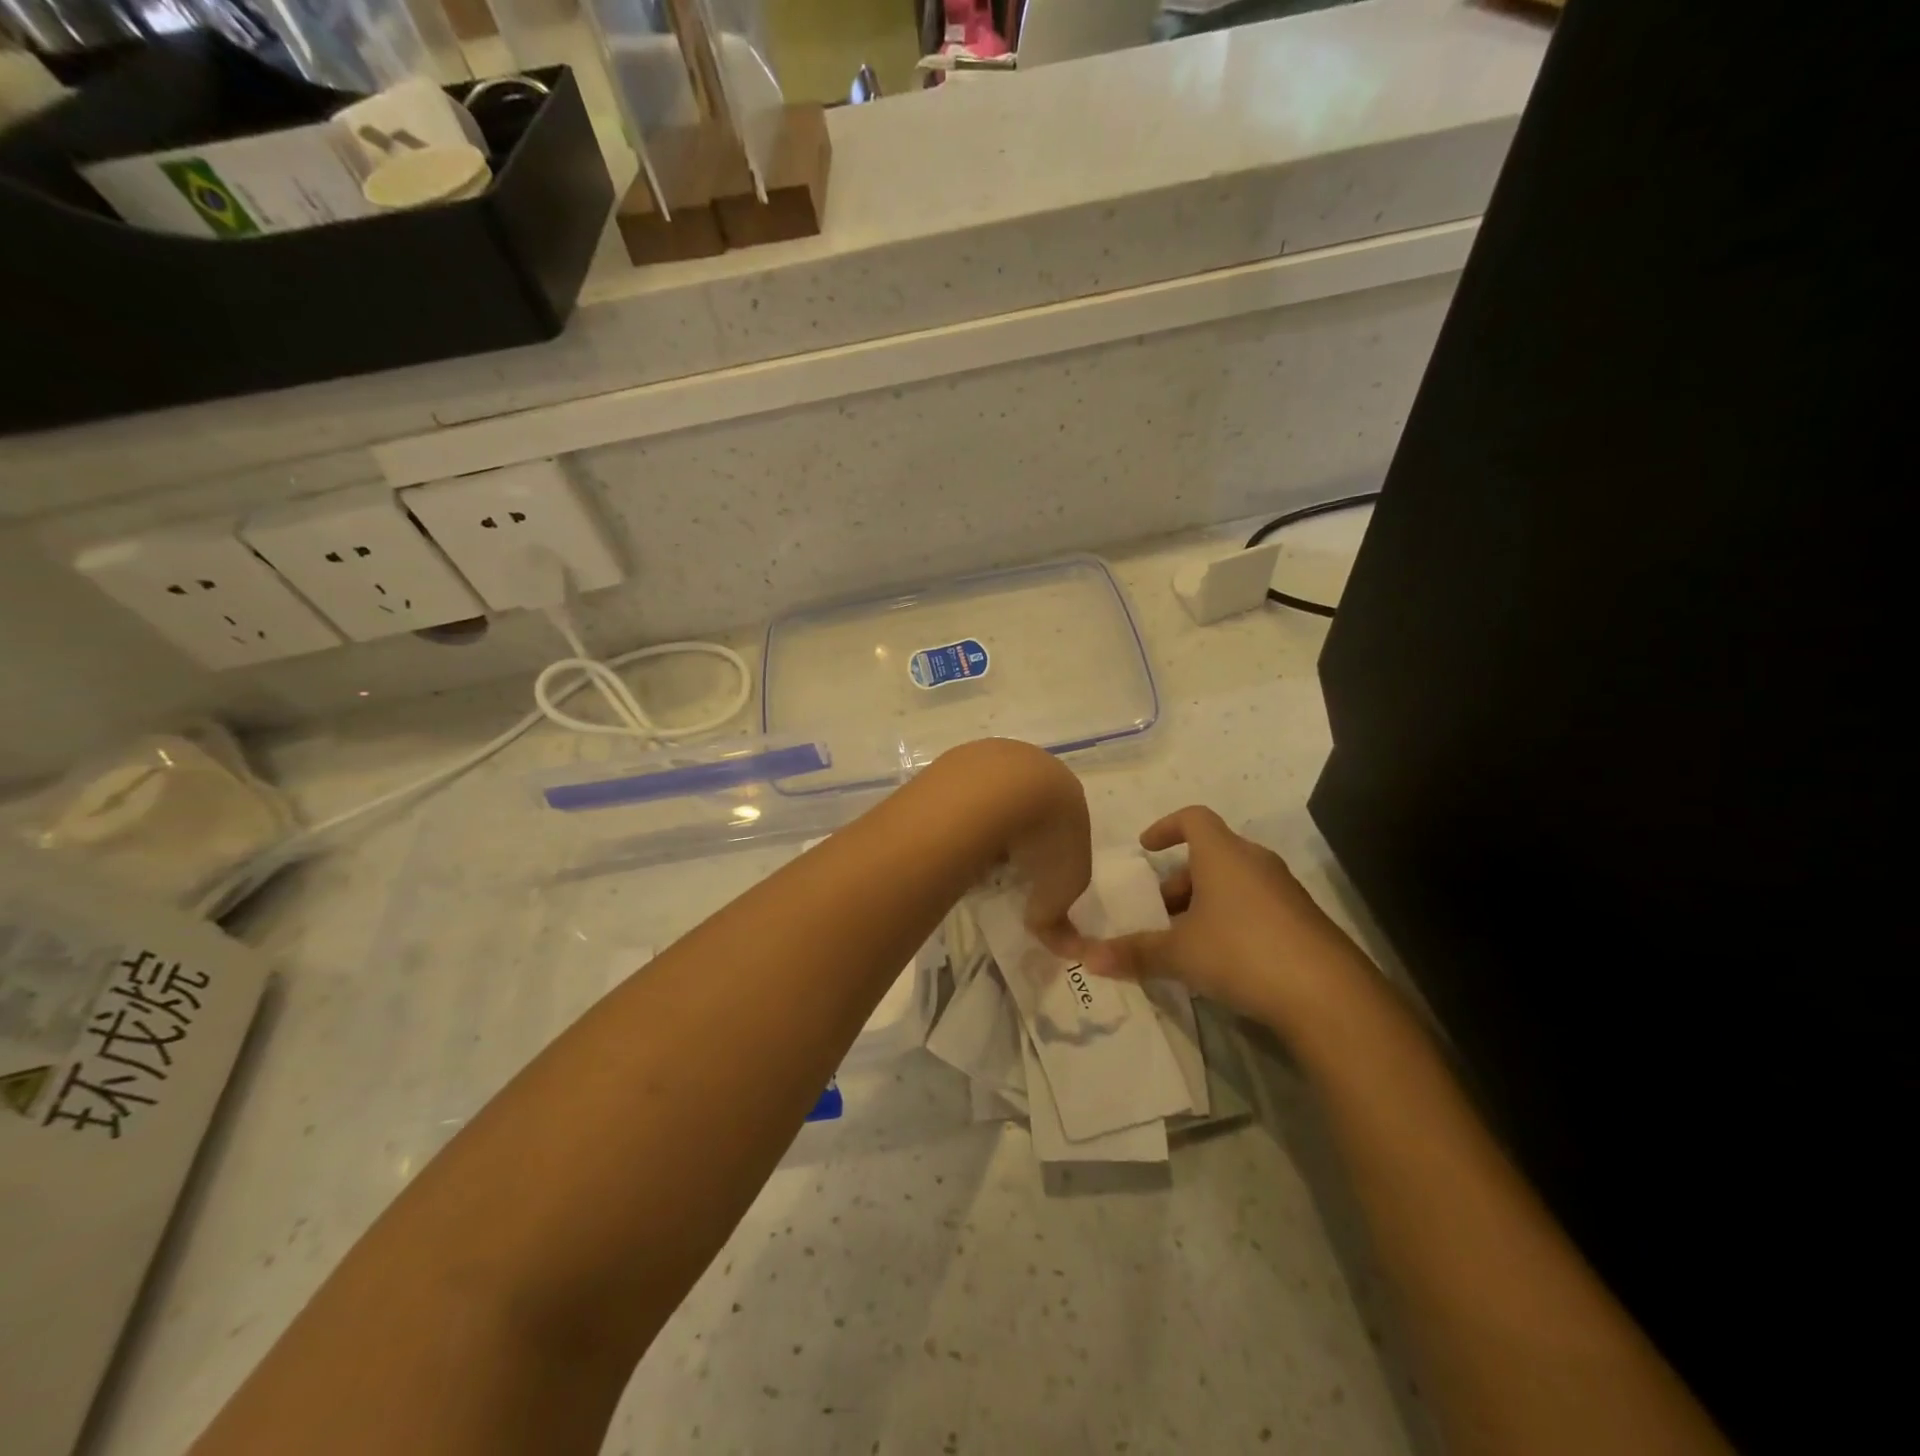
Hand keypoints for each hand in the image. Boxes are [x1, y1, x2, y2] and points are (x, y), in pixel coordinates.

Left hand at [931, 739, 1091, 954]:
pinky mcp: (958, 759)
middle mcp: (1033, 764)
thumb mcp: (1064, 887)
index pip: (1062, 822)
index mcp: (1067, 790)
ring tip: (974, 855)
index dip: (1048, 850)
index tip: (1033, 874)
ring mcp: (992, 757)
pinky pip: (960, 794)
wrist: (1002, 791)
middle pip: (1025, 804)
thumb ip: (1057, 910)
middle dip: (1015, 834)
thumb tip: (1045, 928)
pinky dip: (958, 815)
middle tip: (1002, 866)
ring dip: (984, 822)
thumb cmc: (1046, 837)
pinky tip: (953, 836)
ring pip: (990, 796)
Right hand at [1082, 806, 1368, 1021]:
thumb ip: (1134, 952)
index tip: (1146, 848)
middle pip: (1211, 856)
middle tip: (1159, 913)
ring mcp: (1285, 892)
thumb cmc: (1242, 952)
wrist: (1329, 995)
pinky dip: (1232, 921)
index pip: (1193, 818)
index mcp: (1223, 855)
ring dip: (1206, 903)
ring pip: (1234, 884)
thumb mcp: (1179, 954)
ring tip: (1186, 941)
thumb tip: (1087, 958)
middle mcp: (1255, 863)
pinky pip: (1256, 907)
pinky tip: (1222, 961)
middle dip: (1180, 881)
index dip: (1166, 827)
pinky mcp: (1304, 922)